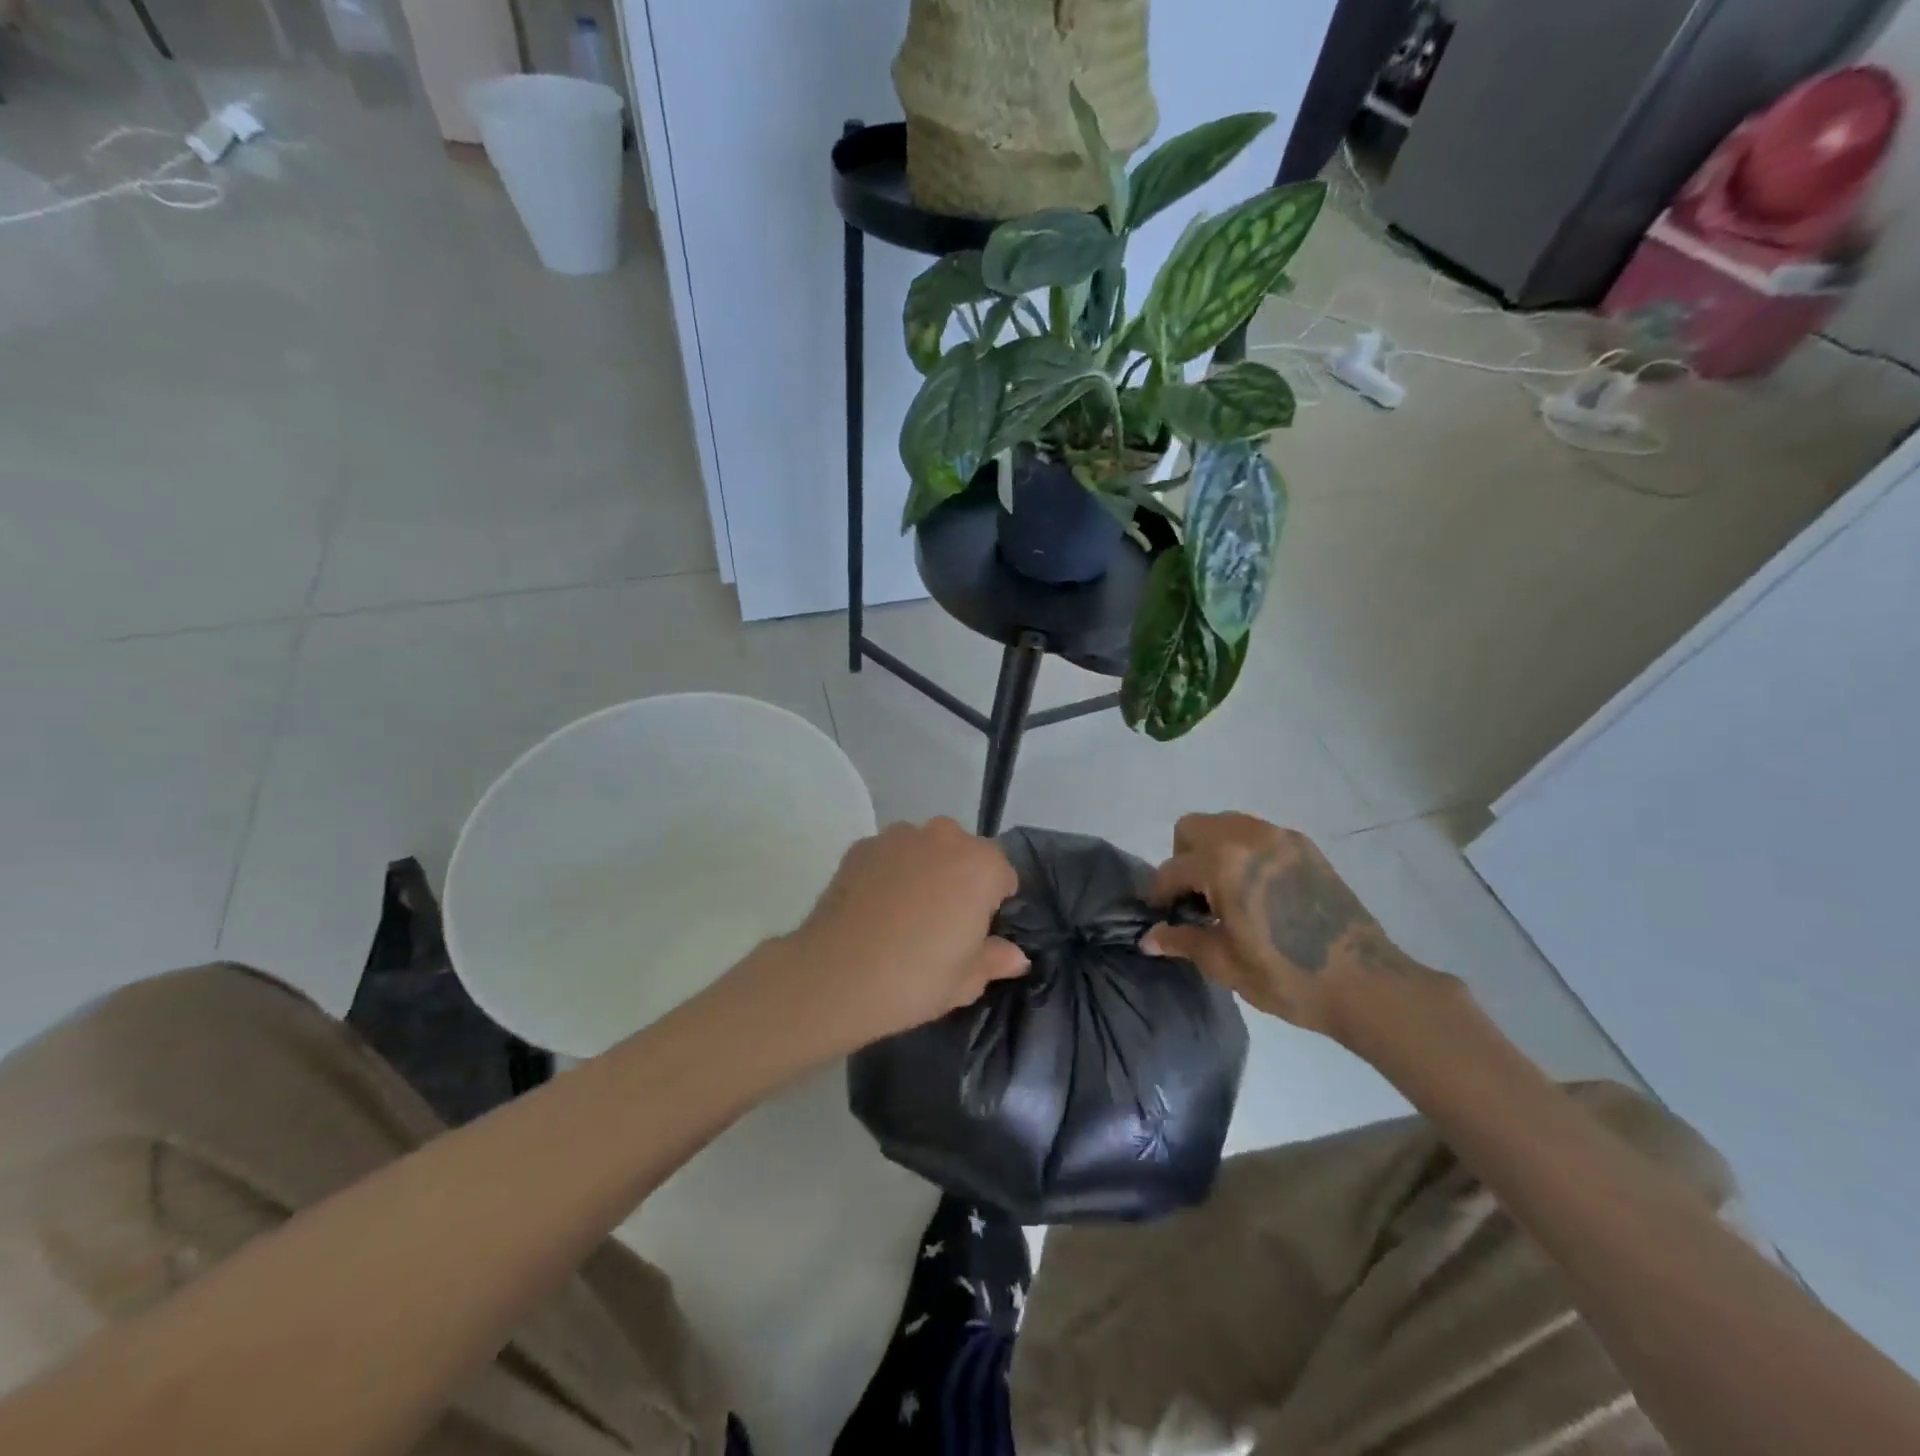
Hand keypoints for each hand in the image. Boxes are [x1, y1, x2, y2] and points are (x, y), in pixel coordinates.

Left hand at [775, 818, 1027, 1053]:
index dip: (993, 903)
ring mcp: (899, 837)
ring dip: (924, 870)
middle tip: (942, 923)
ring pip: (925, 849)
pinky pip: (889, 855)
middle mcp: (944, 838)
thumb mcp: (966, 981)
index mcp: (981, 866)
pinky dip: (889, 872)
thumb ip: (995, 959)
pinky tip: (875, 908)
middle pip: (964, 853)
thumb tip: (1016, 956)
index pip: (1003, 874)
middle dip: (960, 878)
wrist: (835, 975)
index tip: (977, 931)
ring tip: (904, 913)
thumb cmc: (915, 979)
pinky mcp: (862, 846)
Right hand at [1144, 812, 1455, 1043]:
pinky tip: (1256, 892)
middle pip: (1193, 828)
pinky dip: (1244, 852)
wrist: (1365, 984)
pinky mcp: (1305, 847)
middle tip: (1194, 899)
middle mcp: (1249, 837)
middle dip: (1183, 859)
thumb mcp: (1225, 963)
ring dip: (1213, 851)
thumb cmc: (1287, 977)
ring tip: (1225, 894)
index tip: (1161, 916)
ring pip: (1225, 825)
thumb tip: (1148, 939)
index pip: (1173, 869)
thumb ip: (1182, 941)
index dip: (1160, 895)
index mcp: (1224, 864)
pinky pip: (1257, 834)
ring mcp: (1281, 837)